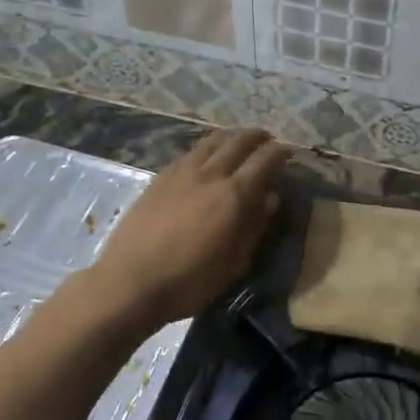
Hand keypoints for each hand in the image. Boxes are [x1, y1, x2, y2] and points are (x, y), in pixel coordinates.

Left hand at [90, 128, 289, 324]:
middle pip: (239, 141)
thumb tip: (270, 198)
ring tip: (238, 141)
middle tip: (267, 140)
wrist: (130, 282)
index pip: (265, 160)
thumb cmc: (190, 281)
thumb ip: (255, 226)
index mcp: (234, 195)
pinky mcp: (160, 178)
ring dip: (231, 136)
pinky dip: (207, 148)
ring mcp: (182, 172)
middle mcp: (210, 174)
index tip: (288, 152)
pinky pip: (190, 152)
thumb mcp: (235, 262)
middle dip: (257, 137)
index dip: (280, 152)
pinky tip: (206, 157)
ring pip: (212, 141)